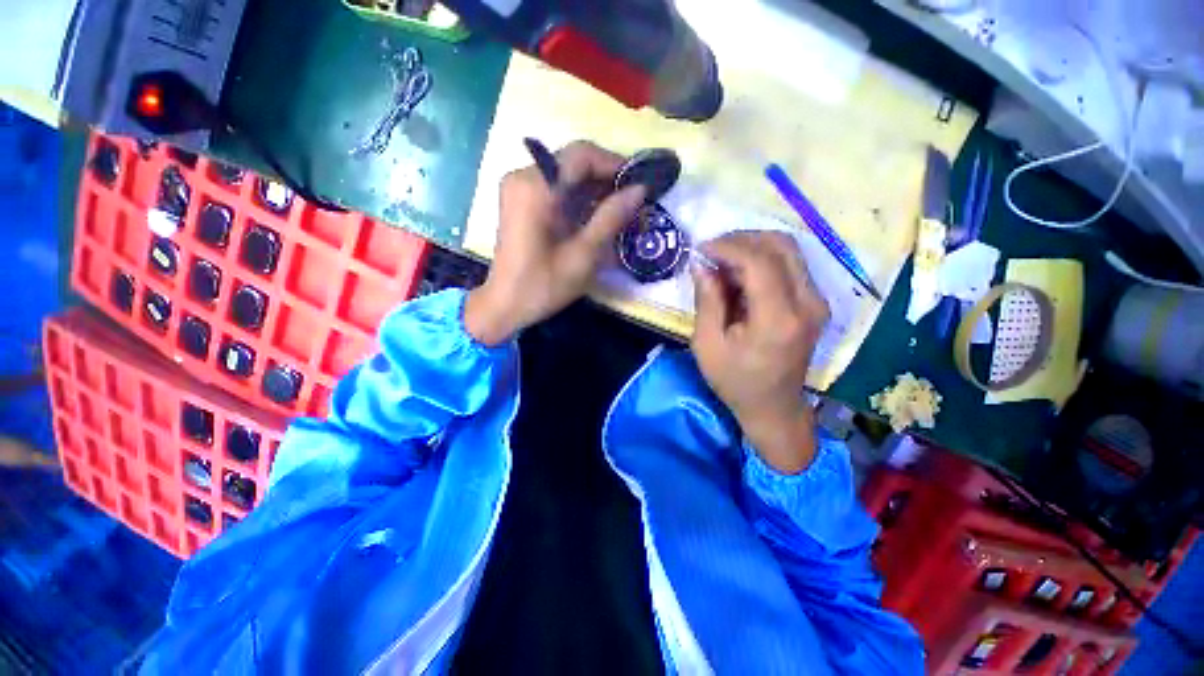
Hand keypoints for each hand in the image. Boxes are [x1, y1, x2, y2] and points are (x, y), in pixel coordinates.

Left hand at [464, 141, 645, 345]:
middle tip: (634, 200)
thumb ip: (611, 218)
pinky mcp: (521, 201)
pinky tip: (596, 216)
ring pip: (566, 175)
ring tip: (621, 210)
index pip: (581, 155)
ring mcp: (519, 188)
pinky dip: (578, 199)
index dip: (614, 164)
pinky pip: (556, 189)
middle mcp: (523, 177)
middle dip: (606, 178)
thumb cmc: (543, 285)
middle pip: (573, 162)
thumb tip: (640, 189)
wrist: (504, 306)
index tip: (640, 182)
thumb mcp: (583, 255)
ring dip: (594, 189)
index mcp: (535, 187)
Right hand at [691, 231, 830, 473]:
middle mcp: (808, 303)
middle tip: (711, 251)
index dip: (728, 247)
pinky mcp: (815, 302)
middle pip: (781, 246)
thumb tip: (701, 265)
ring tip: (722, 261)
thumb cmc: (735, 381)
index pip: (760, 262)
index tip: (701, 249)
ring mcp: (817, 301)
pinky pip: (791, 264)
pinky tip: (740, 274)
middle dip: (741, 239)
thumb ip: (707, 301)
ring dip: (752, 247)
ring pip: (789, 250)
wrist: (774, 407)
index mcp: (778, 320)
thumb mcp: (708, 344)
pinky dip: (763, 259)